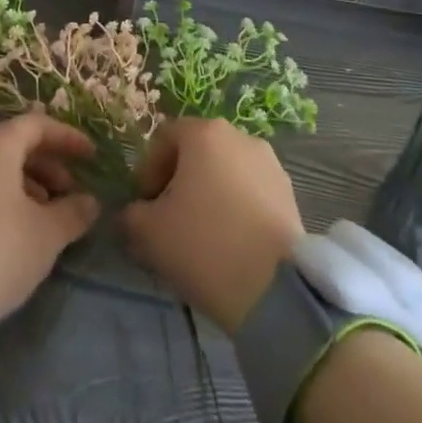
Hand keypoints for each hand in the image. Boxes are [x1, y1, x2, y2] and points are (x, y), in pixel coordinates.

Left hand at [0, 112, 101, 320]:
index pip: (36, 125)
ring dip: (29, 181)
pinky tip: (21, 228)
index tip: (90, 157)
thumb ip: (74, 211)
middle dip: (48, 163)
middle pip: (15, 143)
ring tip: (49, 213)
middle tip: (70, 190)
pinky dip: (6, 195)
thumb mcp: (48, 233)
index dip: (67, 137)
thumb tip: (90, 202)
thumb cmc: (2, 251)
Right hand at [121, 118, 303, 332]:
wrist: (276, 289)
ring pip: (226, 171)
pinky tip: (231, 242)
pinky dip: (237, 207)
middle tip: (169, 219)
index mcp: (204, 133)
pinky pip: (251, 191)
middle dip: (180, 180)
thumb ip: (131, 214)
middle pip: (198, 152)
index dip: (149, 170)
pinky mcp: (290, 193)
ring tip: (203, 234)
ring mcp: (270, 163)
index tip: (145, 204)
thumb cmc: (204, 245)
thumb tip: (132, 213)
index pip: (165, 138)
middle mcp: (239, 136)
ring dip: (210, 193)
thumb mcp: (149, 232)